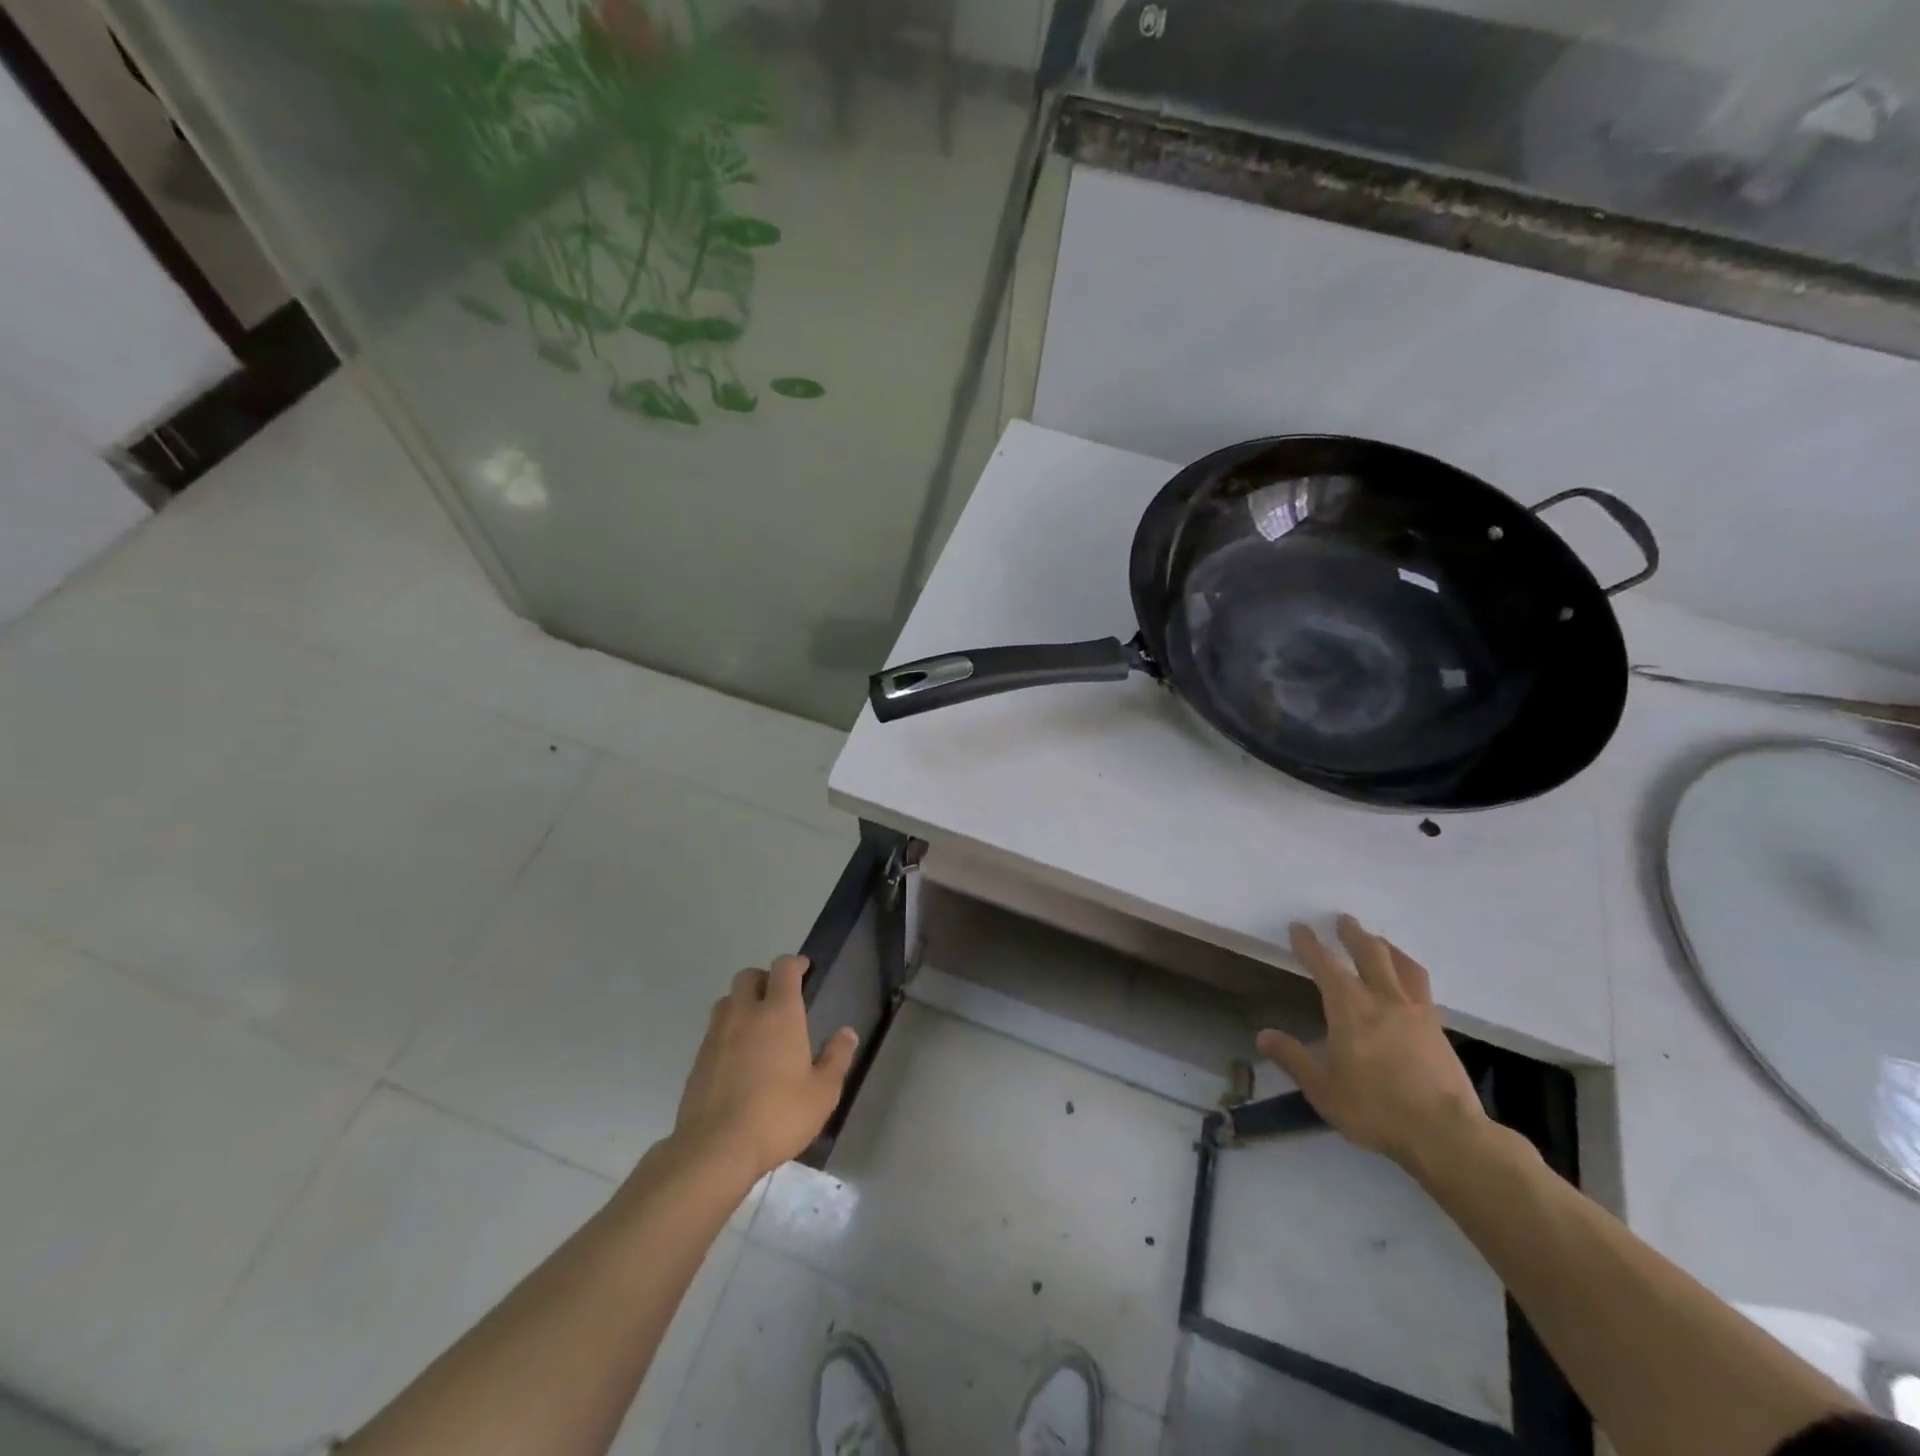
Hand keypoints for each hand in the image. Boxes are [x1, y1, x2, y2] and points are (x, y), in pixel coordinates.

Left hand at [669, 955, 858, 1182]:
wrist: (715, 1149)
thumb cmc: (778, 1115)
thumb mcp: (823, 1092)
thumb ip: (837, 1057)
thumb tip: (847, 1033)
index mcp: (779, 1012)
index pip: (783, 968)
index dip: (795, 964)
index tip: (805, 970)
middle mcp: (745, 1013)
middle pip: (749, 976)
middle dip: (765, 979)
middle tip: (780, 1000)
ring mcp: (716, 1035)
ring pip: (727, 1000)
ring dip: (743, 1003)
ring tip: (758, 1027)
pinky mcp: (698, 1059)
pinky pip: (715, 1030)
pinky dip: (728, 1032)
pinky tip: (739, 1059)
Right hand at [1257, 917, 1488, 1172]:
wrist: (1447, 1135)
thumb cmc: (1376, 1109)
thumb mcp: (1323, 1090)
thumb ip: (1293, 1059)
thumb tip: (1263, 1036)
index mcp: (1350, 1008)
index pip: (1325, 964)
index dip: (1310, 944)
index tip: (1299, 928)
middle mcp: (1384, 999)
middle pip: (1370, 953)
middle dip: (1353, 934)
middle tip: (1343, 920)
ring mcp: (1417, 1012)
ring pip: (1402, 965)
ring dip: (1386, 947)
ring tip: (1379, 941)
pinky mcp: (1439, 1029)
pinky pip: (1422, 987)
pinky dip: (1409, 972)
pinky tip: (1408, 983)